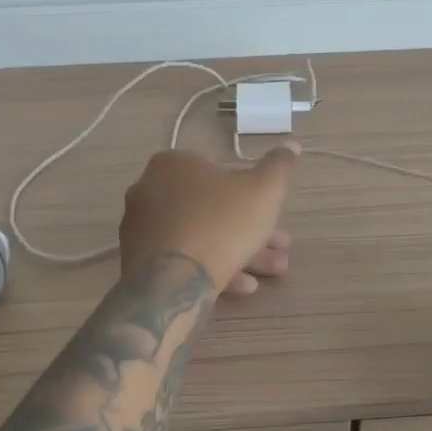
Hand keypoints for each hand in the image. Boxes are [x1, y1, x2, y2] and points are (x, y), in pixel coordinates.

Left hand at [120, 146, 298, 294]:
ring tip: (274, 271)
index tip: (273, 214)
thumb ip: (279, 167)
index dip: (251, 194)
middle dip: (251, 228)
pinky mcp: (139, 262)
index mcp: (172, 164)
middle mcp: (149, 191)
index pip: (217, 172)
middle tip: (281, 247)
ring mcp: (141, 229)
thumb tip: (292, 145)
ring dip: (240, 251)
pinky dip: (214, 267)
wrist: (173, 280)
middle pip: (212, 208)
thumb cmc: (222, 224)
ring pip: (201, 236)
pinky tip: (244, 286)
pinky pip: (183, 259)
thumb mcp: (264, 190)